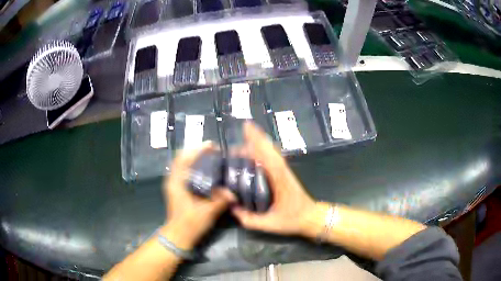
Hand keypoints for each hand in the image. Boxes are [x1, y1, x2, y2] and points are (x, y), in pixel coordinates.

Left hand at [162, 143, 234, 249]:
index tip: (211, 146)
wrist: (179, 236)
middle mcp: (173, 180)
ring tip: (211, 158)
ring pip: (183, 165)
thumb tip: (234, 192)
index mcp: (176, 182)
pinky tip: (207, 172)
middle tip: (213, 151)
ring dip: (195, 159)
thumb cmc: (190, 223)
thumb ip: (220, 200)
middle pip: (182, 159)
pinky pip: (185, 173)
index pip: (183, 158)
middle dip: (197, 152)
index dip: (197, 150)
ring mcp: (174, 185)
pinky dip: (194, 168)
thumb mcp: (207, 212)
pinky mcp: (177, 190)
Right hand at [231, 122, 316, 236]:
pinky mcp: (284, 173)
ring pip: (271, 151)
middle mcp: (282, 170)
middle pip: (268, 148)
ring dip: (259, 143)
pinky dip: (264, 150)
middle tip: (238, 137)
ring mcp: (284, 170)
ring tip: (244, 140)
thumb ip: (250, 219)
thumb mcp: (270, 224)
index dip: (257, 140)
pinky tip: (255, 151)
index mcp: (279, 179)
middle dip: (254, 138)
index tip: (246, 127)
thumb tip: (232, 209)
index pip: (267, 155)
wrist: (311, 217)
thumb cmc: (293, 219)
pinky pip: (273, 157)